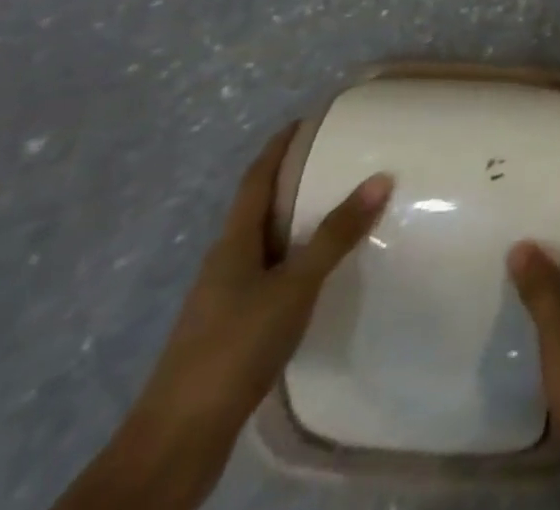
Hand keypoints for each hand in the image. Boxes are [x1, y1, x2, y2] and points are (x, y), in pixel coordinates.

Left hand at [53, 124, 390, 509]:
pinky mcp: (232, 328)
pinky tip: (319, 270)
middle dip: (293, 179)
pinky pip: (269, 273)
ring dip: (296, 220)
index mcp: (233, 242)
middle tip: (338, 158)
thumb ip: (336, 234)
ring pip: (265, 242)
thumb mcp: (294, 285)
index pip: (256, 179)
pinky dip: (295, 257)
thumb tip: (381, 177)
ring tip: (339, 207)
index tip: (306, 120)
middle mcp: (226, 261)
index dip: (279, 147)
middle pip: (260, 207)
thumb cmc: (235, 345)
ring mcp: (224, 297)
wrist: (178, 438)